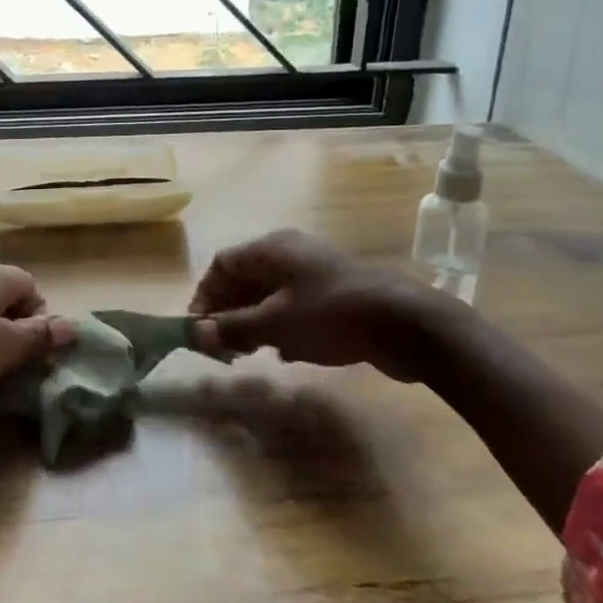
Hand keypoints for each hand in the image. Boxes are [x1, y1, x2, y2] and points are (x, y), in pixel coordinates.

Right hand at [187, 229, 457, 377]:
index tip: (198, 329)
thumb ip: (233, 328)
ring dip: (255, 321)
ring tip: (250, 353)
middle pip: (246, 278)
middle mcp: (290, 253)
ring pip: (271, 294)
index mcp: (271, 249)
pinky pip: (296, 305)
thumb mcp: (275, 324)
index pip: (223, 264)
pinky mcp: (336, 293)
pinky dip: (283, 326)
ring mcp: (316, 272)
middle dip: (229, 311)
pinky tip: (287, 354)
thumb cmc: (331, 315)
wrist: (406, 323)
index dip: (205, 294)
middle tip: (222, 347)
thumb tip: (196, 333)